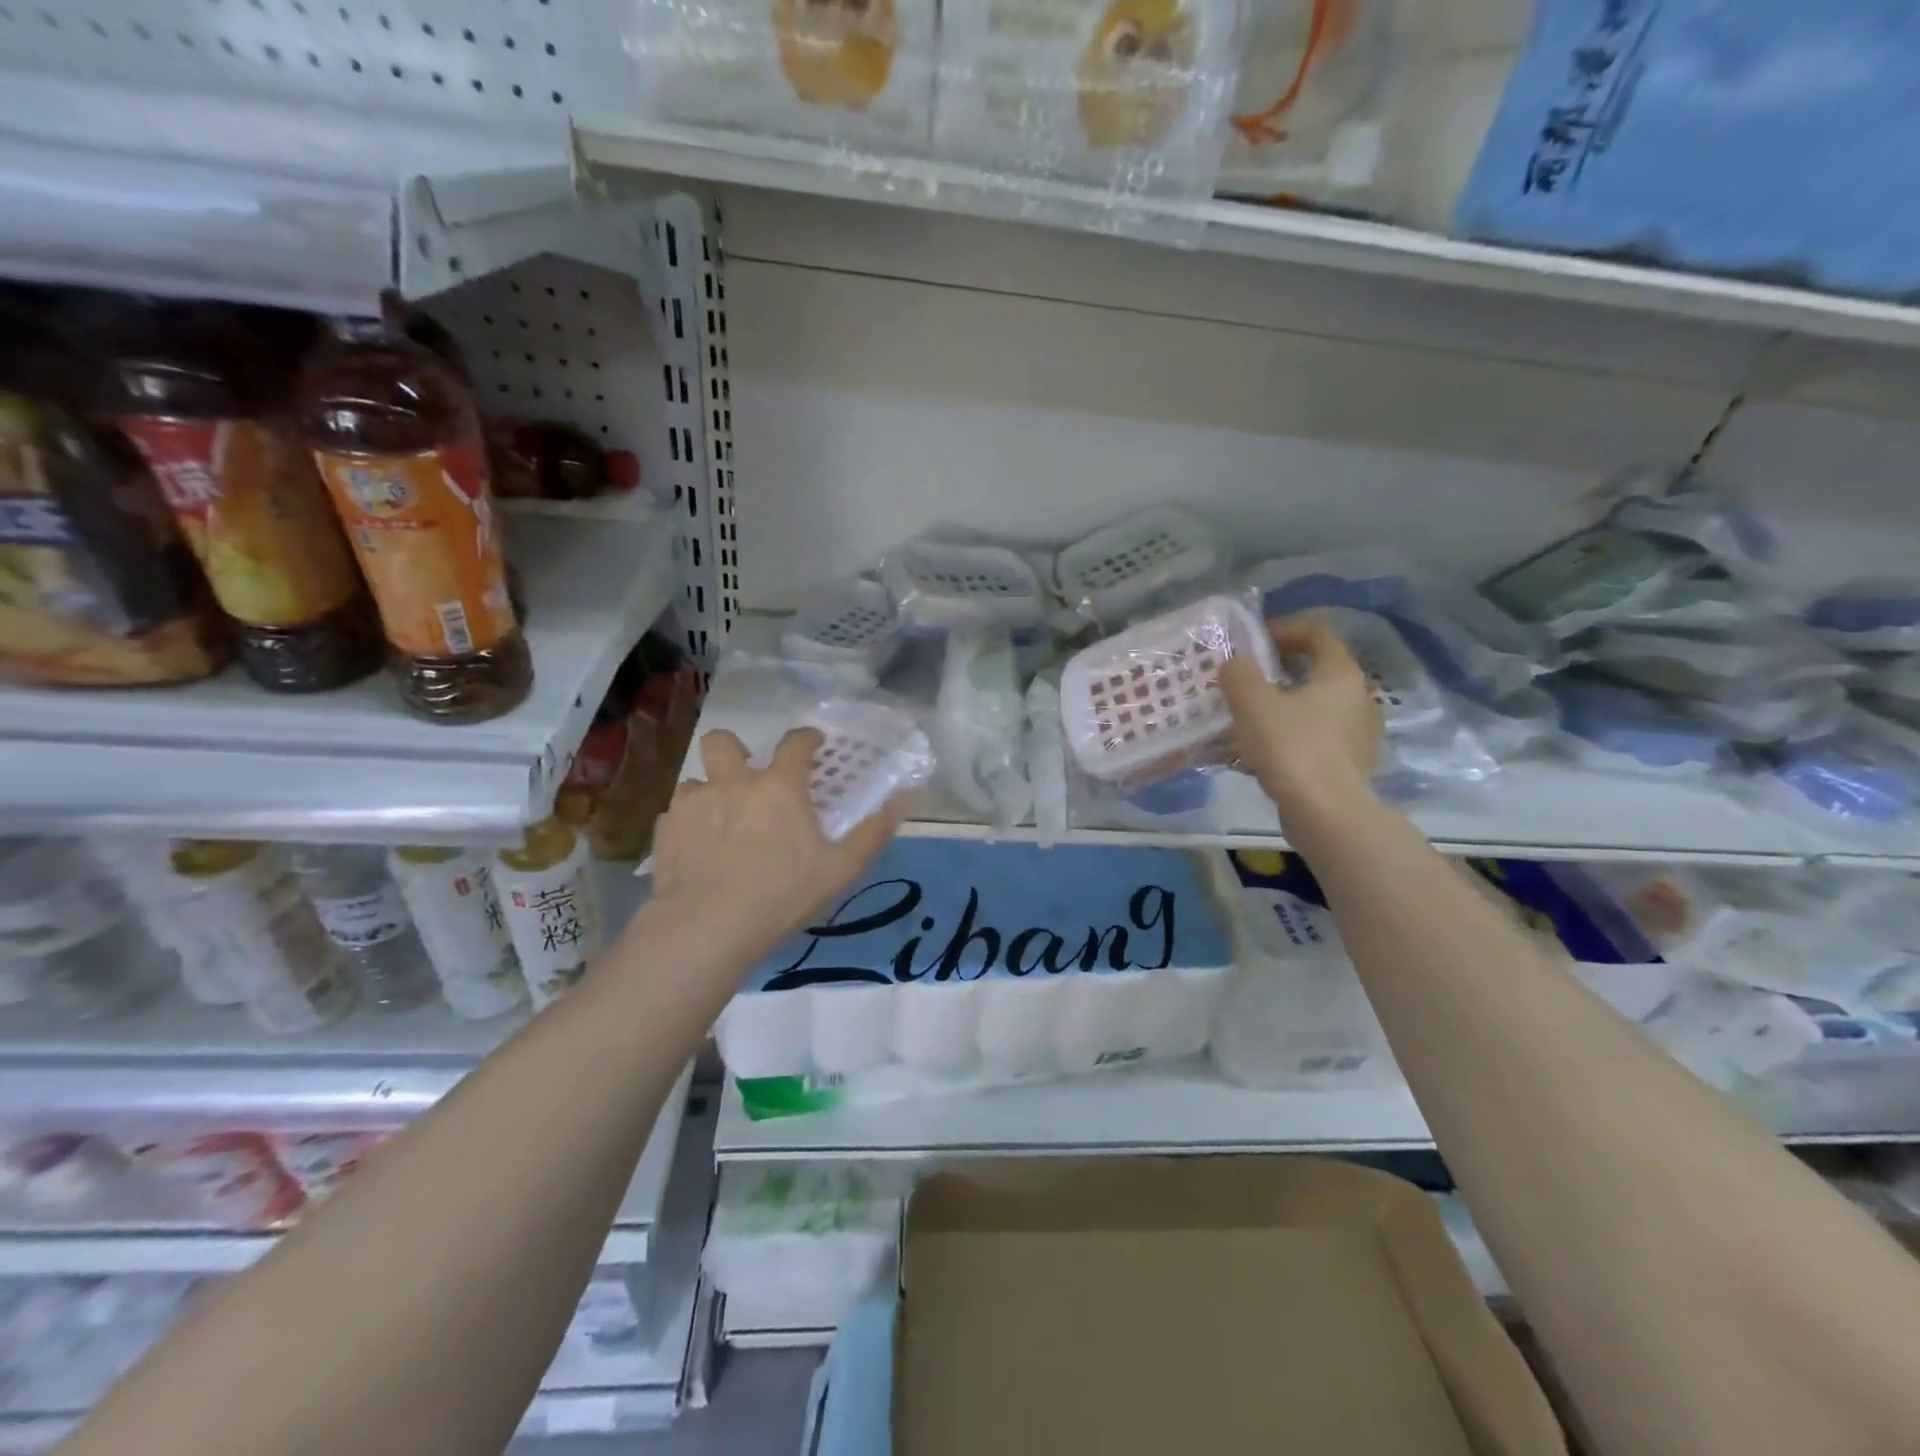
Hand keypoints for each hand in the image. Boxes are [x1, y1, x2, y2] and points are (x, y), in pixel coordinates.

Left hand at [647, 727, 900, 963]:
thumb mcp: (841, 869)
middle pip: (723, 741)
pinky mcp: (666, 830)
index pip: (795, 743)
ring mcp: (694, 803)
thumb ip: (872, 833)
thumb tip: (902, 801)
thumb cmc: (782, 894)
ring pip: (696, 780)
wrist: (708, 927)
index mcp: (779, 787)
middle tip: (747, 776)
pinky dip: (689, 823)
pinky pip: (677, 813)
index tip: (813, 743)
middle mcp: (733, 783)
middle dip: (734, 749)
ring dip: (710, 793)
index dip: (806, 737)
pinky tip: (698, 850)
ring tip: (720, 822)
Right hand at [1221, 613, 1381, 824]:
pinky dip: (1285, 737)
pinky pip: (1311, 739)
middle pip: (1316, 670)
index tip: (1253, 640)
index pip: (1317, 633)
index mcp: (1340, 674)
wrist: (1326, 814)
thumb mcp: (1252, 702)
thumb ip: (1238, 674)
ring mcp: (1356, 734)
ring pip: (1312, 708)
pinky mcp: (1347, 765)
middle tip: (1243, 678)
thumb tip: (1236, 664)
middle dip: (1277, 671)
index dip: (1284, 628)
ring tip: (1244, 718)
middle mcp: (1357, 699)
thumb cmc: (1291, 747)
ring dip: (1279, 706)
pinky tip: (1256, 753)